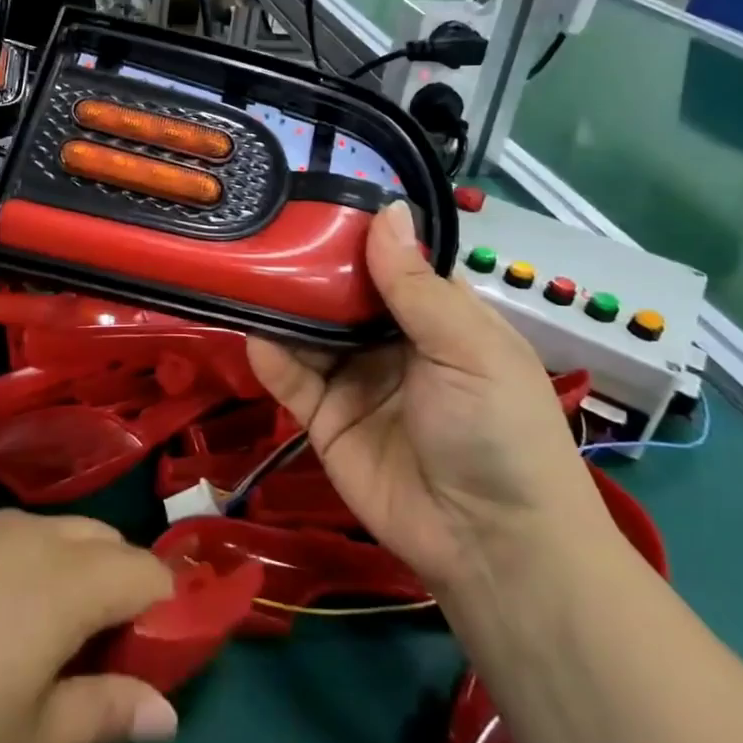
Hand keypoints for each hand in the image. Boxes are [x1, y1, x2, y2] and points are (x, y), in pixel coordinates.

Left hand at [0, 510, 177, 742]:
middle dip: (121, 586)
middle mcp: (28, 534)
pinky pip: (7, 535)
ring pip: (55, 533)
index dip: (167, 611)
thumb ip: (106, 715)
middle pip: (105, 540)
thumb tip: (168, 712)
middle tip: (98, 657)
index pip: (147, 572)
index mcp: (65, 580)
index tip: (155, 660)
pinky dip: (26, 564)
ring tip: (40, 642)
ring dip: (73, 572)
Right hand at [247, 201, 607, 596]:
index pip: (389, 259)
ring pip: (308, 330)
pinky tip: (254, 332)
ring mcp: (353, 378)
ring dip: (281, 306)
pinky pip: (290, 378)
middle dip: (307, 264)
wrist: (490, 544)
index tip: (313, 197)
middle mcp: (390, 339)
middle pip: (339, 291)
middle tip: (261, 228)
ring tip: (244, 271)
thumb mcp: (468, 348)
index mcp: (436, 315)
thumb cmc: (498, 430)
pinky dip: (270, 356)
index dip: (356, 231)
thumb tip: (387, 208)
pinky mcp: (322, 417)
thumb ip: (414, 285)